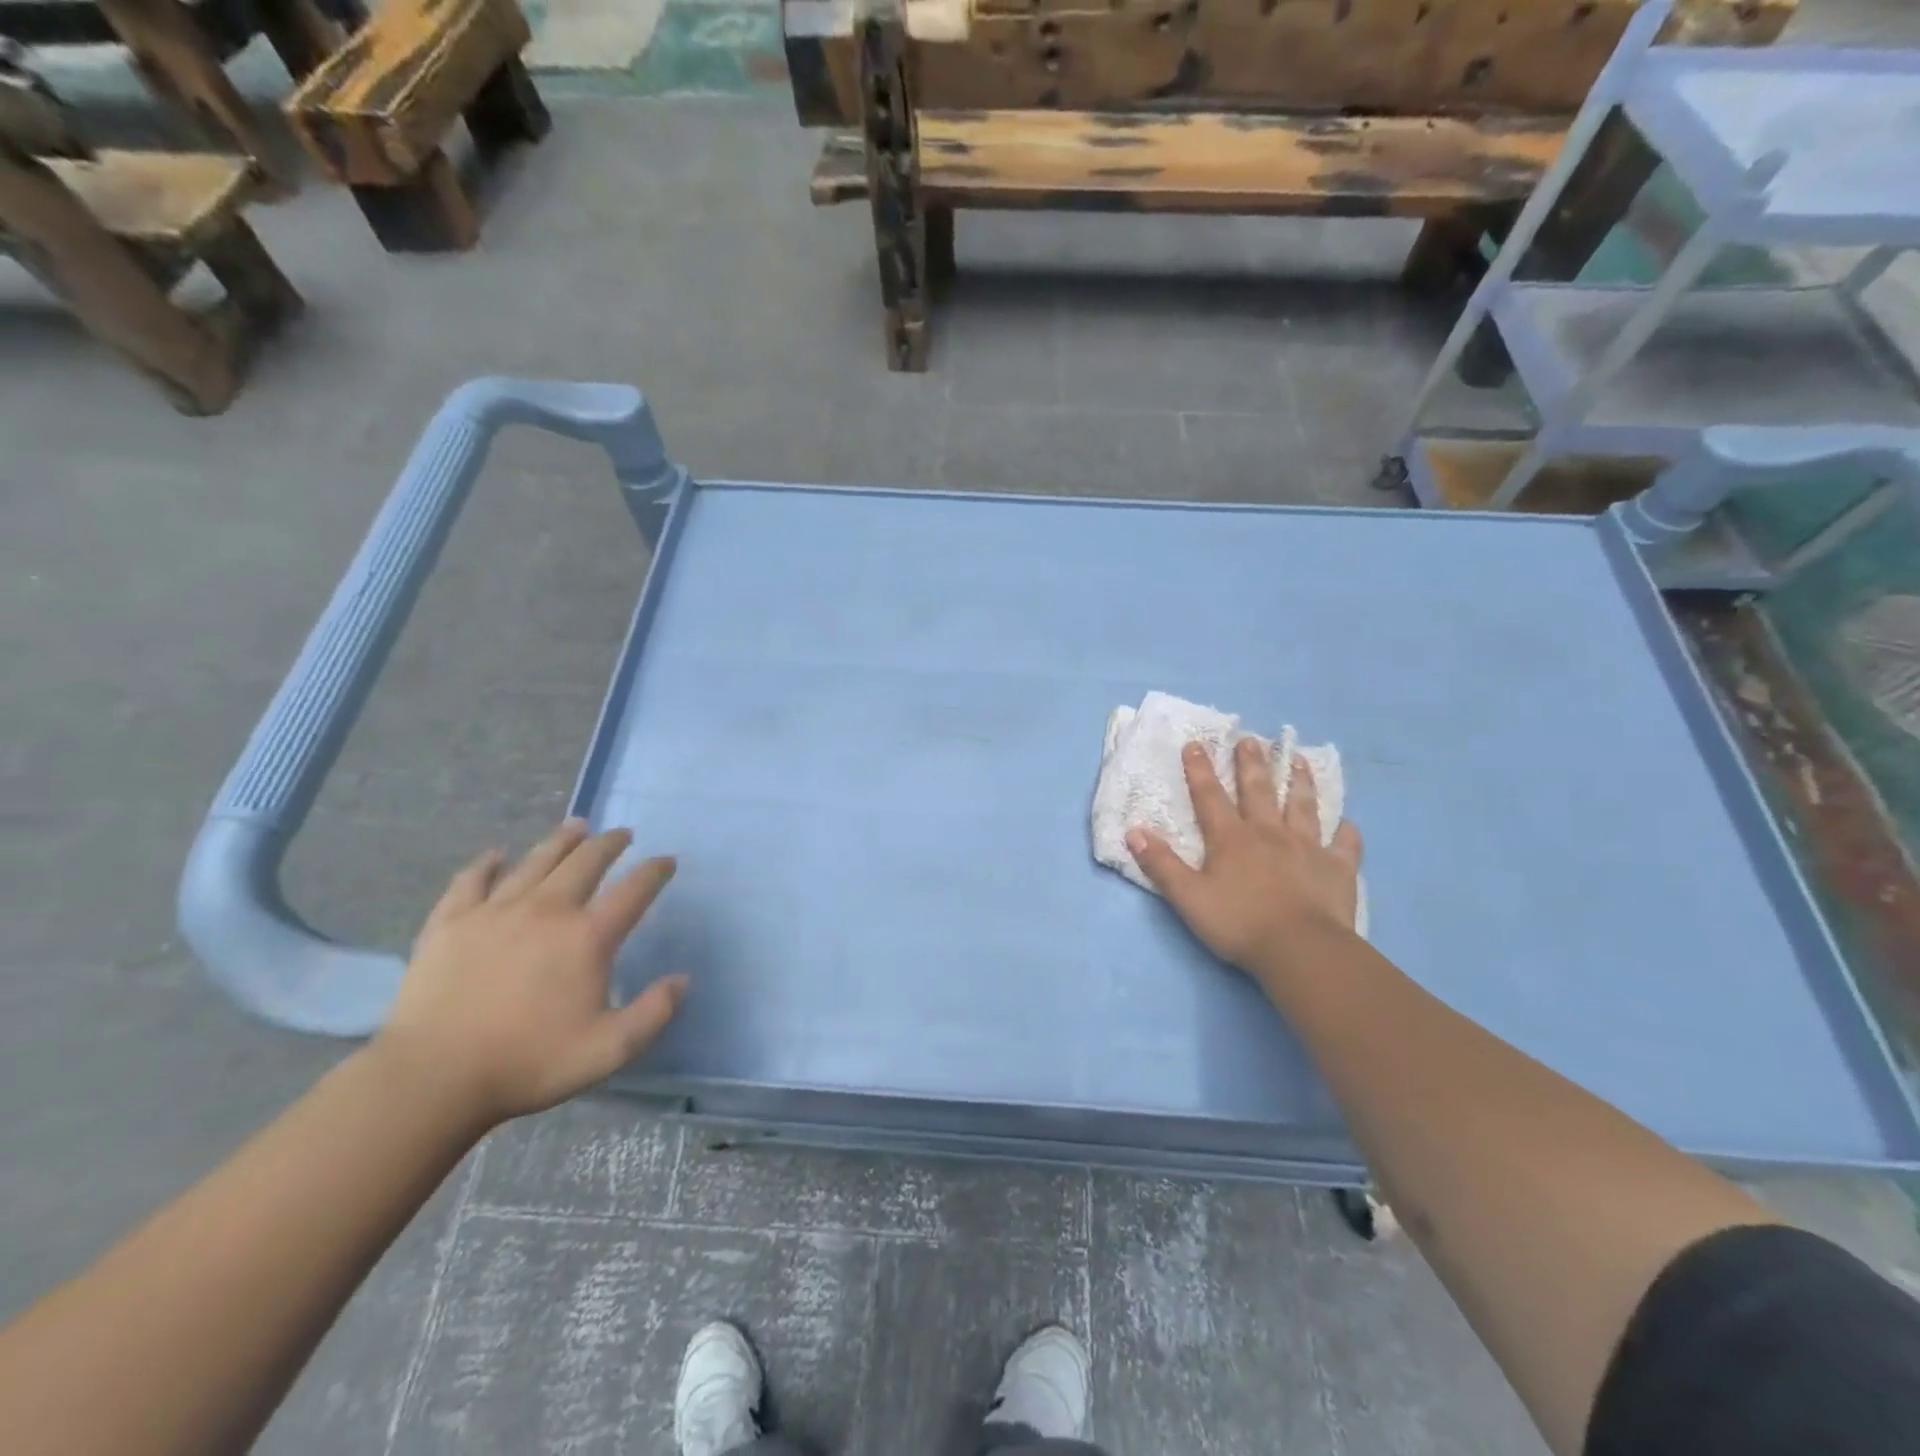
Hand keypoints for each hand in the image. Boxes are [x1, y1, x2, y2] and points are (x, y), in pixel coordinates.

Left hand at [376, 820, 686, 1125]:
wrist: (432, 1078)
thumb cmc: (528, 1063)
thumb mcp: (610, 1050)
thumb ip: (654, 1012)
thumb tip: (682, 979)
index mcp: (588, 937)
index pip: (634, 890)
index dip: (655, 871)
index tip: (666, 861)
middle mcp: (547, 910)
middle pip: (585, 862)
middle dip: (609, 844)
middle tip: (622, 835)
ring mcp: (495, 911)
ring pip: (536, 861)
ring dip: (561, 841)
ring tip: (576, 826)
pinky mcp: (450, 922)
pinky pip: (472, 880)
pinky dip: (487, 863)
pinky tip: (496, 855)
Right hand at [1127, 739, 1362, 976]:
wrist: (1301, 950)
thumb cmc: (1239, 923)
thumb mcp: (1188, 897)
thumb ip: (1161, 864)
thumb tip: (1134, 830)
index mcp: (1231, 839)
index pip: (1210, 797)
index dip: (1200, 769)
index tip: (1196, 743)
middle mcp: (1269, 834)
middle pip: (1259, 791)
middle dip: (1251, 764)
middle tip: (1249, 739)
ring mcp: (1307, 849)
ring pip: (1303, 807)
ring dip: (1300, 782)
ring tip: (1299, 760)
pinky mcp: (1338, 869)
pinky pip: (1345, 846)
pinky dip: (1346, 834)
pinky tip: (1348, 824)